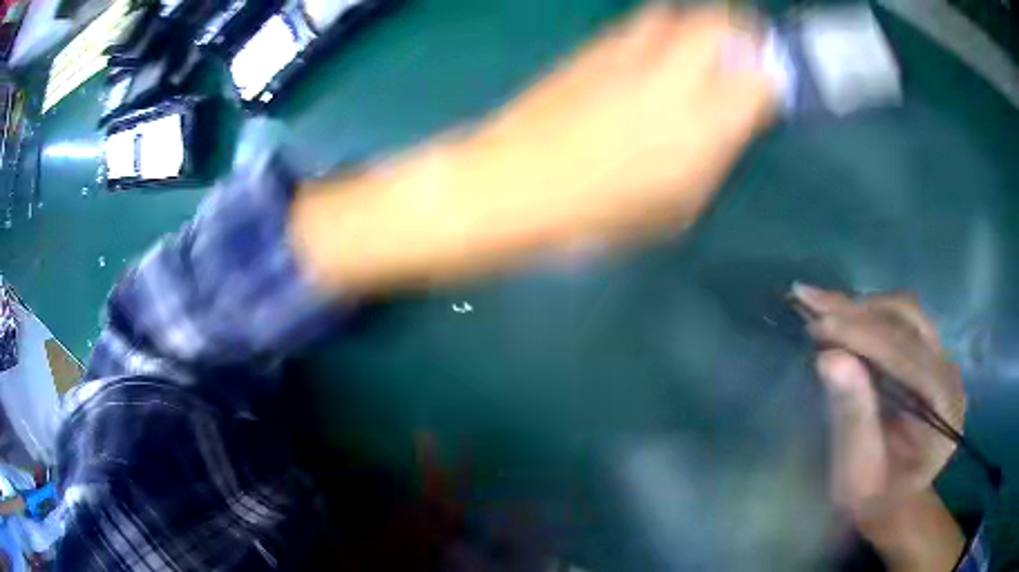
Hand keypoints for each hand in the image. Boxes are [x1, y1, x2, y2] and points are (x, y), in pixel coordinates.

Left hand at [293, 5, 777, 291]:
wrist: (513, 184)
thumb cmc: (598, 214)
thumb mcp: (676, 206)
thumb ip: (714, 156)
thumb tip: (733, 121)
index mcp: (703, 127)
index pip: (762, 77)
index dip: (774, 73)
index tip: (773, 79)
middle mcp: (673, 77)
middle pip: (722, 22)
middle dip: (742, 28)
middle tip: (744, 46)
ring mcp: (629, 54)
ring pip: (677, 12)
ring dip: (697, 23)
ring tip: (698, 45)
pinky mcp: (593, 48)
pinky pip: (638, 23)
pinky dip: (658, 29)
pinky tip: (651, 52)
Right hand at [792, 284, 965, 570]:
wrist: (893, 503)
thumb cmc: (874, 500)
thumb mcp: (858, 474)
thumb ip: (853, 418)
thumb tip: (829, 357)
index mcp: (944, 408)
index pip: (905, 353)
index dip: (862, 334)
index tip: (817, 323)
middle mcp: (949, 374)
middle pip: (909, 322)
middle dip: (859, 311)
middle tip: (812, 302)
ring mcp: (942, 362)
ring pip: (905, 314)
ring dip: (862, 308)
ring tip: (820, 304)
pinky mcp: (929, 357)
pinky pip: (901, 323)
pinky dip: (868, 316)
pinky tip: (841, 314)